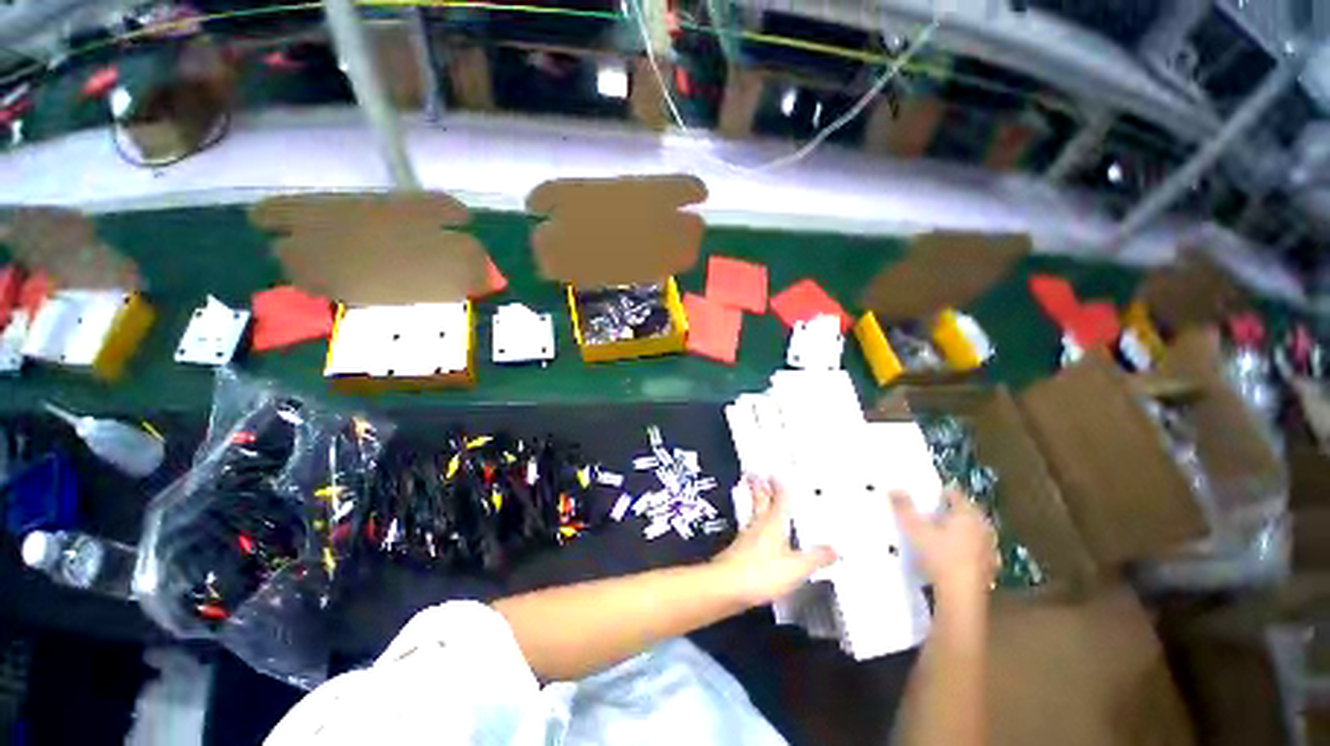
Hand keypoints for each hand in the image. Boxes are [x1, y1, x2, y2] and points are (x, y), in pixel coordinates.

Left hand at [711, 477, 836, 607]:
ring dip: (754, 502)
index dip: (779, 488)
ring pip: (752, 514)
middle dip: (760, 488)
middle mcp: (757, 527)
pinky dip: (752, 524)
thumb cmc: (760, 573)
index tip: (776, 474)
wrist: (726, 586)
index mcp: (773, 525)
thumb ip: (816, 558)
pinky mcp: (737, 551)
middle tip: (756, 475)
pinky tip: (752, 531)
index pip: (779, 501)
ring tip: (754, 494)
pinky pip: (748, 531)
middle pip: (760, 502)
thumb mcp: (796, 568)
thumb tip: (834, 549)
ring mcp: (745, 538)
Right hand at [892, 489, 997, 605]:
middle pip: (968, 511)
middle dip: (953, 511)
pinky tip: (956, 554)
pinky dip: (969, 548)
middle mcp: (983, 527)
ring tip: (944, 533)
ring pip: (975, 530)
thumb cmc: (938, 555)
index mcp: (967, 513)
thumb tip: (893, 488)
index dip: (941, 492)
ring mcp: (989, 547)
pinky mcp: (990, 566)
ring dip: (962, 529)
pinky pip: (979, 549)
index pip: (955, 494)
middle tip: (934, 513)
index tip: (928, 497)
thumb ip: (904, 507)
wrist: (961, 595)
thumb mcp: (914, 529)